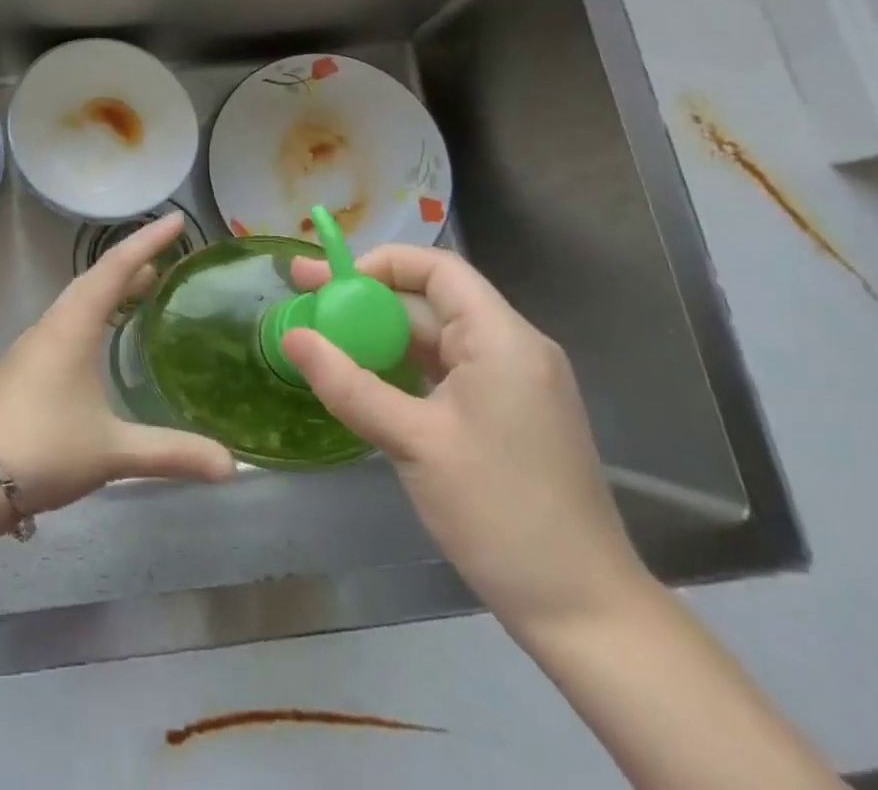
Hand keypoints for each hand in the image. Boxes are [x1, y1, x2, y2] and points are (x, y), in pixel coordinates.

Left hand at [0, 213, 237, 514]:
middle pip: (96, 278)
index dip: (148, 241)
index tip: (176, 219)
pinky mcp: (25, 365)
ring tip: (144, 289)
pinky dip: (94, 311)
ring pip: (79, 299)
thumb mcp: (112, 451)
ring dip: (111, 287)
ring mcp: (34, 343)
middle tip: (168, 256)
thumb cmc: (43, 448)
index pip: (116, 267)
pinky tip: (103, 337)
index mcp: (73, 326)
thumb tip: (232, 465)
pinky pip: (68, 320)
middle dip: (133, 262)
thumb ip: (171, 453)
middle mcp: (53, 324)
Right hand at [284, 246, 646, 637]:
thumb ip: (348, 384)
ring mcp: (511, 384)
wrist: (585, 613)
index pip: (437, 269)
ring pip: (434, 338)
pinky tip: (362, 375)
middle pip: (430, 301)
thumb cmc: (501, 515)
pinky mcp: (505, 415)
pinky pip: (444, 370)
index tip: (329, 283)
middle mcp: (512, 349)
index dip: (379, 264)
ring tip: (321, 335)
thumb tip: (292, 337)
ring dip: (379, 334)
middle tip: (304, 299)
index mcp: (503, 340)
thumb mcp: (414, 443)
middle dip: (366, 299)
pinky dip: (400, 366)